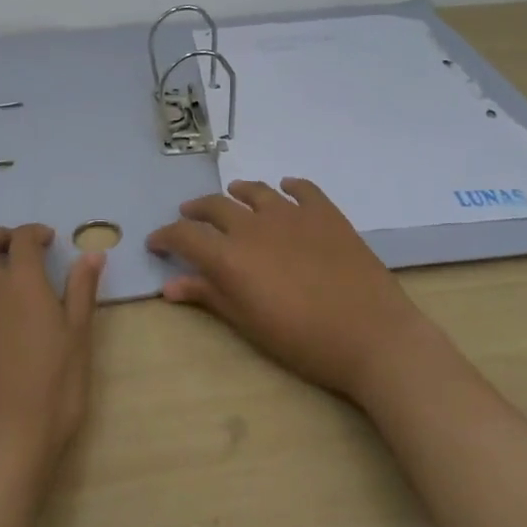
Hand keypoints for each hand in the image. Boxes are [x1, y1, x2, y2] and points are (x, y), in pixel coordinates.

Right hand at [147, 179, 430, 403]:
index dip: (165, 236)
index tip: (156, 242)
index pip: (186, 236)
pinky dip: (288, 187)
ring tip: (232, 195)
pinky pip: (301, 189)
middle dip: (196, 212)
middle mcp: (254, 224)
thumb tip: (170, 285)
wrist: (370, 334)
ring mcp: (292, 213)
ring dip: (237, 193)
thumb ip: (209, 297)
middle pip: (215, 206)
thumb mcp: (249, 324)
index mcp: (231, 255)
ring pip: (255, 191)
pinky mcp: (325, 212)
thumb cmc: (303, 340)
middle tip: (189, 218)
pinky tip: (285, 188)